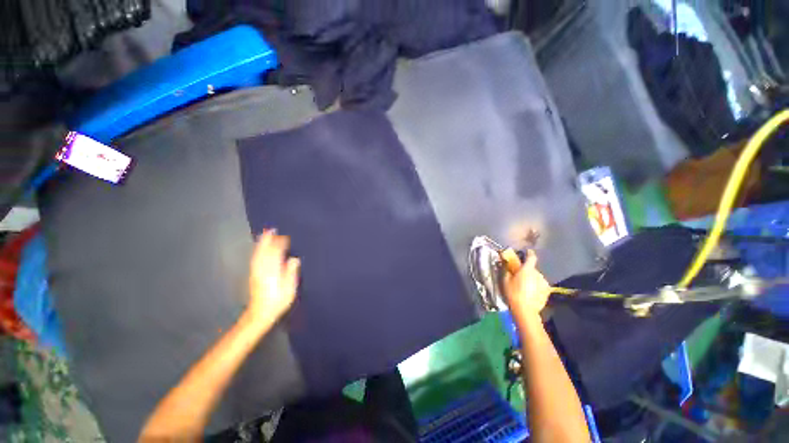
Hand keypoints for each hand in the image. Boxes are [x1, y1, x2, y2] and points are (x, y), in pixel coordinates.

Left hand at [248, 229, 300, 321]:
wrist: (260, 313)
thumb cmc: (278, 301)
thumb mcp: (289, 289)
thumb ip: (291, 273)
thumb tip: (294, 259)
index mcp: (273, 271)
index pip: (276, 253)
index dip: (281, 244)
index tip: (286, 237)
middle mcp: (263, 269)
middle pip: (265, 251)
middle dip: (268, 240)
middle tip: (272, 229)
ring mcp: (256, 272)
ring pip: (258, 254)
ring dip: (261, 243)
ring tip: (265, 234)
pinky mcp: (253, 275)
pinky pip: (255, 259)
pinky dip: (257, 251)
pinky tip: (259, 248)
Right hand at [502, 250, 550, 320]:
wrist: (526, 311)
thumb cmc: (513, 293)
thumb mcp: (505, 281)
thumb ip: (506, 270)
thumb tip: (506, 263)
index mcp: (527, 270)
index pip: (531, 257)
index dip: (529, 253)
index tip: (527, 252)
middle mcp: (538, 274)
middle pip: (532, 269)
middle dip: (527, 270)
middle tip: (520, 275)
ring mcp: (544, 283)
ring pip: (537, 277)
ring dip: (532, 278)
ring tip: (525, 286)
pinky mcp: (547, 291)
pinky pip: (540, 285)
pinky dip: (536, 286)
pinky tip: (531, 292)